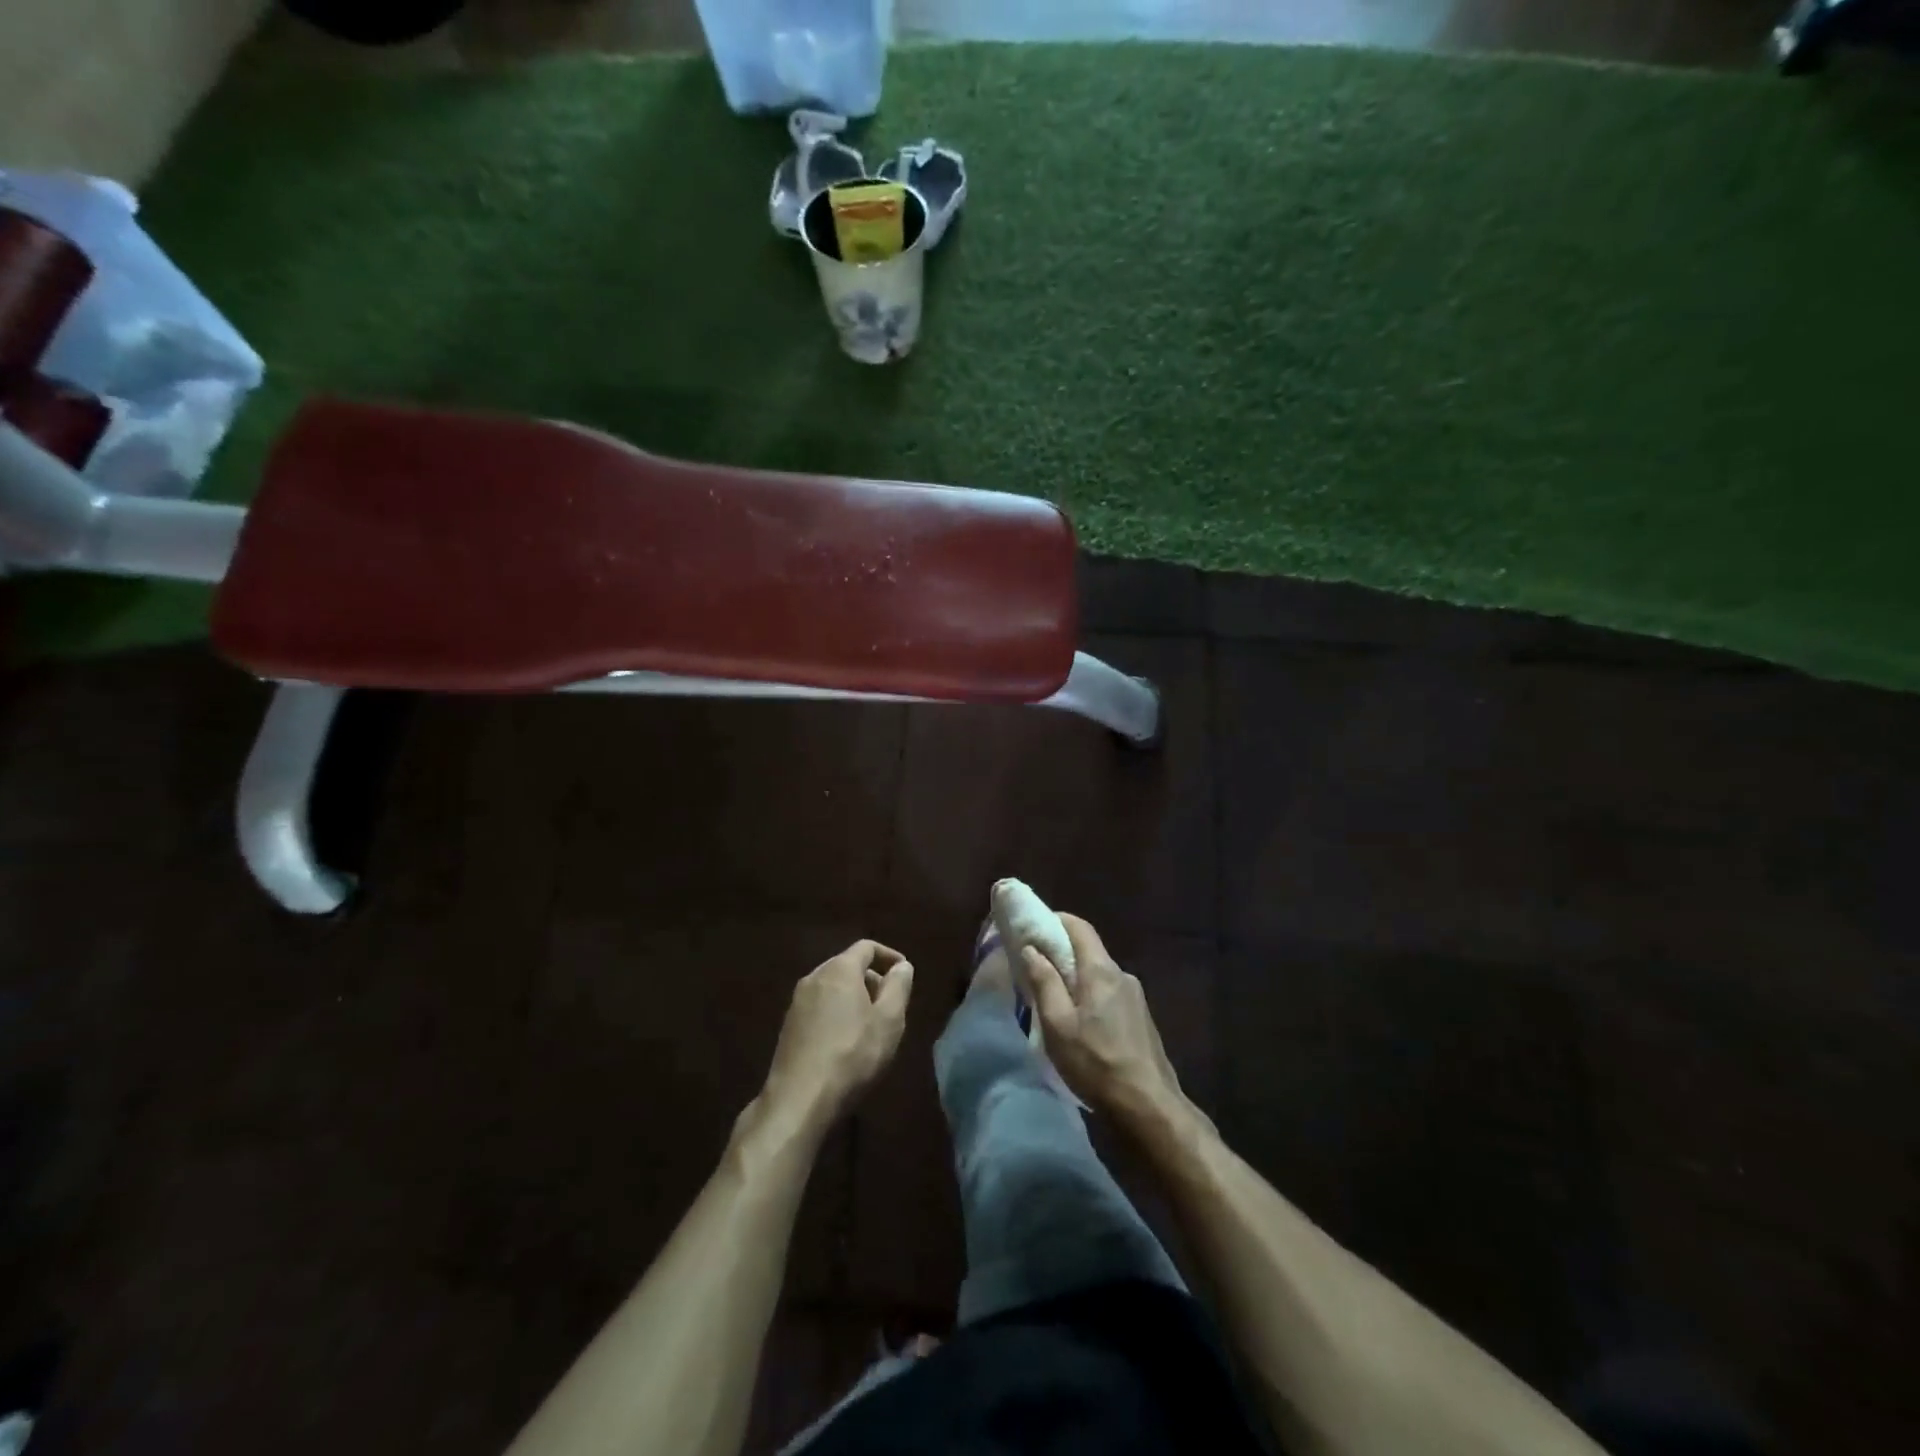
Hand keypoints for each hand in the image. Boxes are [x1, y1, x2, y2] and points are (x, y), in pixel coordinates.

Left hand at [758, 940, 913, 1138]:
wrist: (799, 1099)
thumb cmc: (852, 1055)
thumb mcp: (888, 1021)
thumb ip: (898, 987)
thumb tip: (902, 966)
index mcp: (840, 969)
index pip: (866, 947)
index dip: (889, 956)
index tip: (904, 974)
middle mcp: (814, 977)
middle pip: (848, 966)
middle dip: (872, 979)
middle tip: (890, 1005)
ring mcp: (797, 1002)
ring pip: (833, 987)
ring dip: (854, 998)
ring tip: (871, 1026)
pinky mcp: (789, 1026)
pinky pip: (820, 1006)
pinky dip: (837, 1013)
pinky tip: (846, 1042)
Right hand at [1017, 916, 1212, 1147]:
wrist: (1148, 1105)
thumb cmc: (1096, 1062)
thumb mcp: (1057, 1024)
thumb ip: (1044, 982)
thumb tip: (1031, 949)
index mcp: (1101, 970)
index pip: (1079, 927)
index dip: (1055, 920)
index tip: (1032, 927)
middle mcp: (1121, 975)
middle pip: (1089, 950)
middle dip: (1061, 951)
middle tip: (1034, 965)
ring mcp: (1135, 997)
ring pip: (1098, 974)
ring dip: (1075, 977)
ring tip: (1052, 998)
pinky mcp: (1141, 1019)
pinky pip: (1109, 994)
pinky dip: (1089, 995)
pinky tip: (1079, 1023)